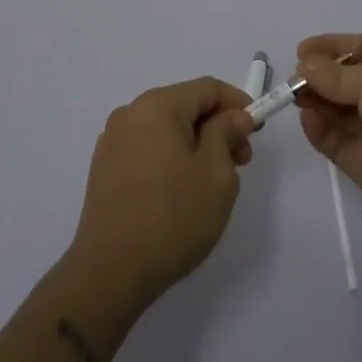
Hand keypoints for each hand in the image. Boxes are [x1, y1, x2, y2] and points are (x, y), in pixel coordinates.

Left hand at [66, 77, 256, 315]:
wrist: (110, 273)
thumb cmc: (173, 217)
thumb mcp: (217, 173)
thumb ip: (228, 133)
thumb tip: (233, 116)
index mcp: (158, 105)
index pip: (207, 88)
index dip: (238, 103)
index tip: (257, 131)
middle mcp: (131, 113)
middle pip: (185, 106)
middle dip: (217, 127)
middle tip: (240, 161)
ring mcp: (113, 141)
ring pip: (166, 128)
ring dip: (195, 144)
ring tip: (212, 181)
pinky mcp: (104, 168)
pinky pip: (147, 148)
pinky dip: (171, 157)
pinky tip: (181, 190)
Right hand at [294, 34, 361, 249]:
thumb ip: (336, 73)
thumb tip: (306, 64)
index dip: (332, 46)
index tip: (300, 50)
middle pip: (349, 80)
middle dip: (320, 76)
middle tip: (292, 79)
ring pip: (341, 111)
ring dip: (317, 101)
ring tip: (294, 97)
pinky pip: (338, 141)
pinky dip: (320, 130)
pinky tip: (307, 120)